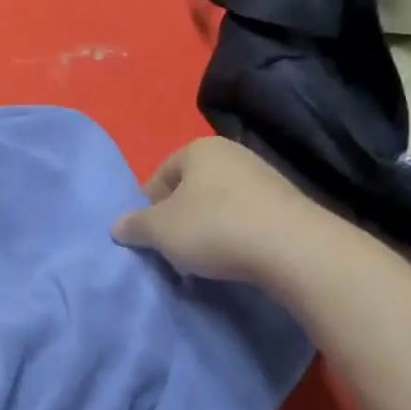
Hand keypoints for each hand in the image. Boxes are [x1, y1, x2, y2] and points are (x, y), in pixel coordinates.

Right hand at [111, 138, 309, 283]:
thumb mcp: (159, 230)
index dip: (149, 208)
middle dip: (179, 220)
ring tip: (204, 261)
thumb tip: (118, 226)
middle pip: (190, 190)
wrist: (292, 248)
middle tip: (174, 250)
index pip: (160, 176)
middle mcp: (232, 153)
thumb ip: (134, 225)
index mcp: (198, 149)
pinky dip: (235, 237)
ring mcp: (264, 177)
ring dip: (206, 231)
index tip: (150, 237)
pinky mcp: (286, 204)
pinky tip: (234, 259)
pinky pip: (246, 219)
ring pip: (218, 206)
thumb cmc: (213, 227)